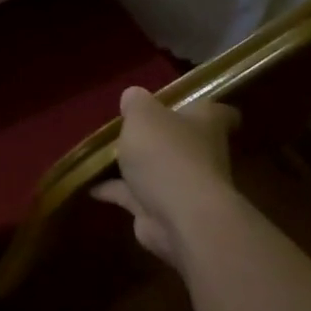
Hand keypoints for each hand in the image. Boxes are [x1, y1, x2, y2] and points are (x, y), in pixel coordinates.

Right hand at [91, 87, 239, 270]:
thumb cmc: (166, 154)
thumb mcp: (143, 115)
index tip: (184, 104)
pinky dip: (114, 191)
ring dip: (135, 166)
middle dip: (160, 137)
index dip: (203, 108)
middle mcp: (201, 153)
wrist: (178, 216)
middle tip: (130, 128)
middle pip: (183, 141)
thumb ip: (136, 103)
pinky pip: (134, 195)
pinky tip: (89, 185)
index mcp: (206, 123)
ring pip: (157, 170)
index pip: (220, 112)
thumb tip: (133, 95)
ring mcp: (183, 185)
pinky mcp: (161, 211)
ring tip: (103, 156)